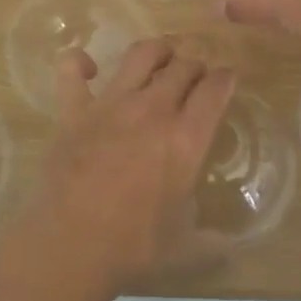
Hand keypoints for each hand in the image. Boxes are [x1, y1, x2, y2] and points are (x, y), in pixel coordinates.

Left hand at [13, 38, 234, 300]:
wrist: (70, 246)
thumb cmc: (133, 249)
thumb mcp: (186, 248)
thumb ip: (212, 241)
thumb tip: (229, 245)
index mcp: (186, 138)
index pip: (215, 90)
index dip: (226, 78)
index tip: (228, 78)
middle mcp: (153, 109)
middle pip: (183, 65)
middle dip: (196, 64)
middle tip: (196, 75)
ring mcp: (111, 103)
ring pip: (141, 53)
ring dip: (157, 50)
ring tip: (161, 59)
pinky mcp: (74, 109)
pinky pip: (71, 69)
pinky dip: (79, 62)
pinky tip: (87, 68)